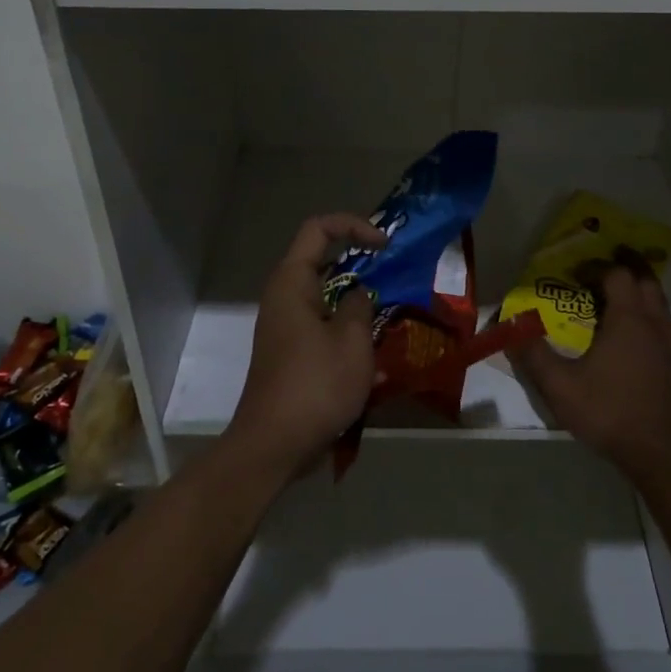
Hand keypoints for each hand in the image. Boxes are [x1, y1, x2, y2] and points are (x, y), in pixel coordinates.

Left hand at [225, 212, 385, 480]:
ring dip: (358, 300)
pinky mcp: (292, 352)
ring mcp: (286, 326)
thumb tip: (360, 294)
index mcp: (292, 282)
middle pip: (323, 260)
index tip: (385, 246)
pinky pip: (324, 325)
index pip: (319, 229)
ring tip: (392, 314)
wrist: (274, 444)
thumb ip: (361, 305)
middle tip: (396, 277)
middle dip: (361, 264)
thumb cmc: (315, 385)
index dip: (354, 226)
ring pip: (327, 296)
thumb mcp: (352, 340)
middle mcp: (284, 297)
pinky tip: (375, 352)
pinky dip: (349, 328)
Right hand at [515, 257, 670, 481]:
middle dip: (625, 268)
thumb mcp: (560, 387)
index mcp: (628, 319)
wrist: (662, 454)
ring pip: (662, 303)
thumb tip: (511, 326)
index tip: (576, 273)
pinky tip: (643, 337)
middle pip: (646, 281)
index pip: (617, 274)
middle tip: (601, 271)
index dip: (597, 267)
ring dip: (642, 293)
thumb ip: (533, 354)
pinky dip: (656, 319)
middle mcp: (656, 323)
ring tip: (619, 301)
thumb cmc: (610, 413)